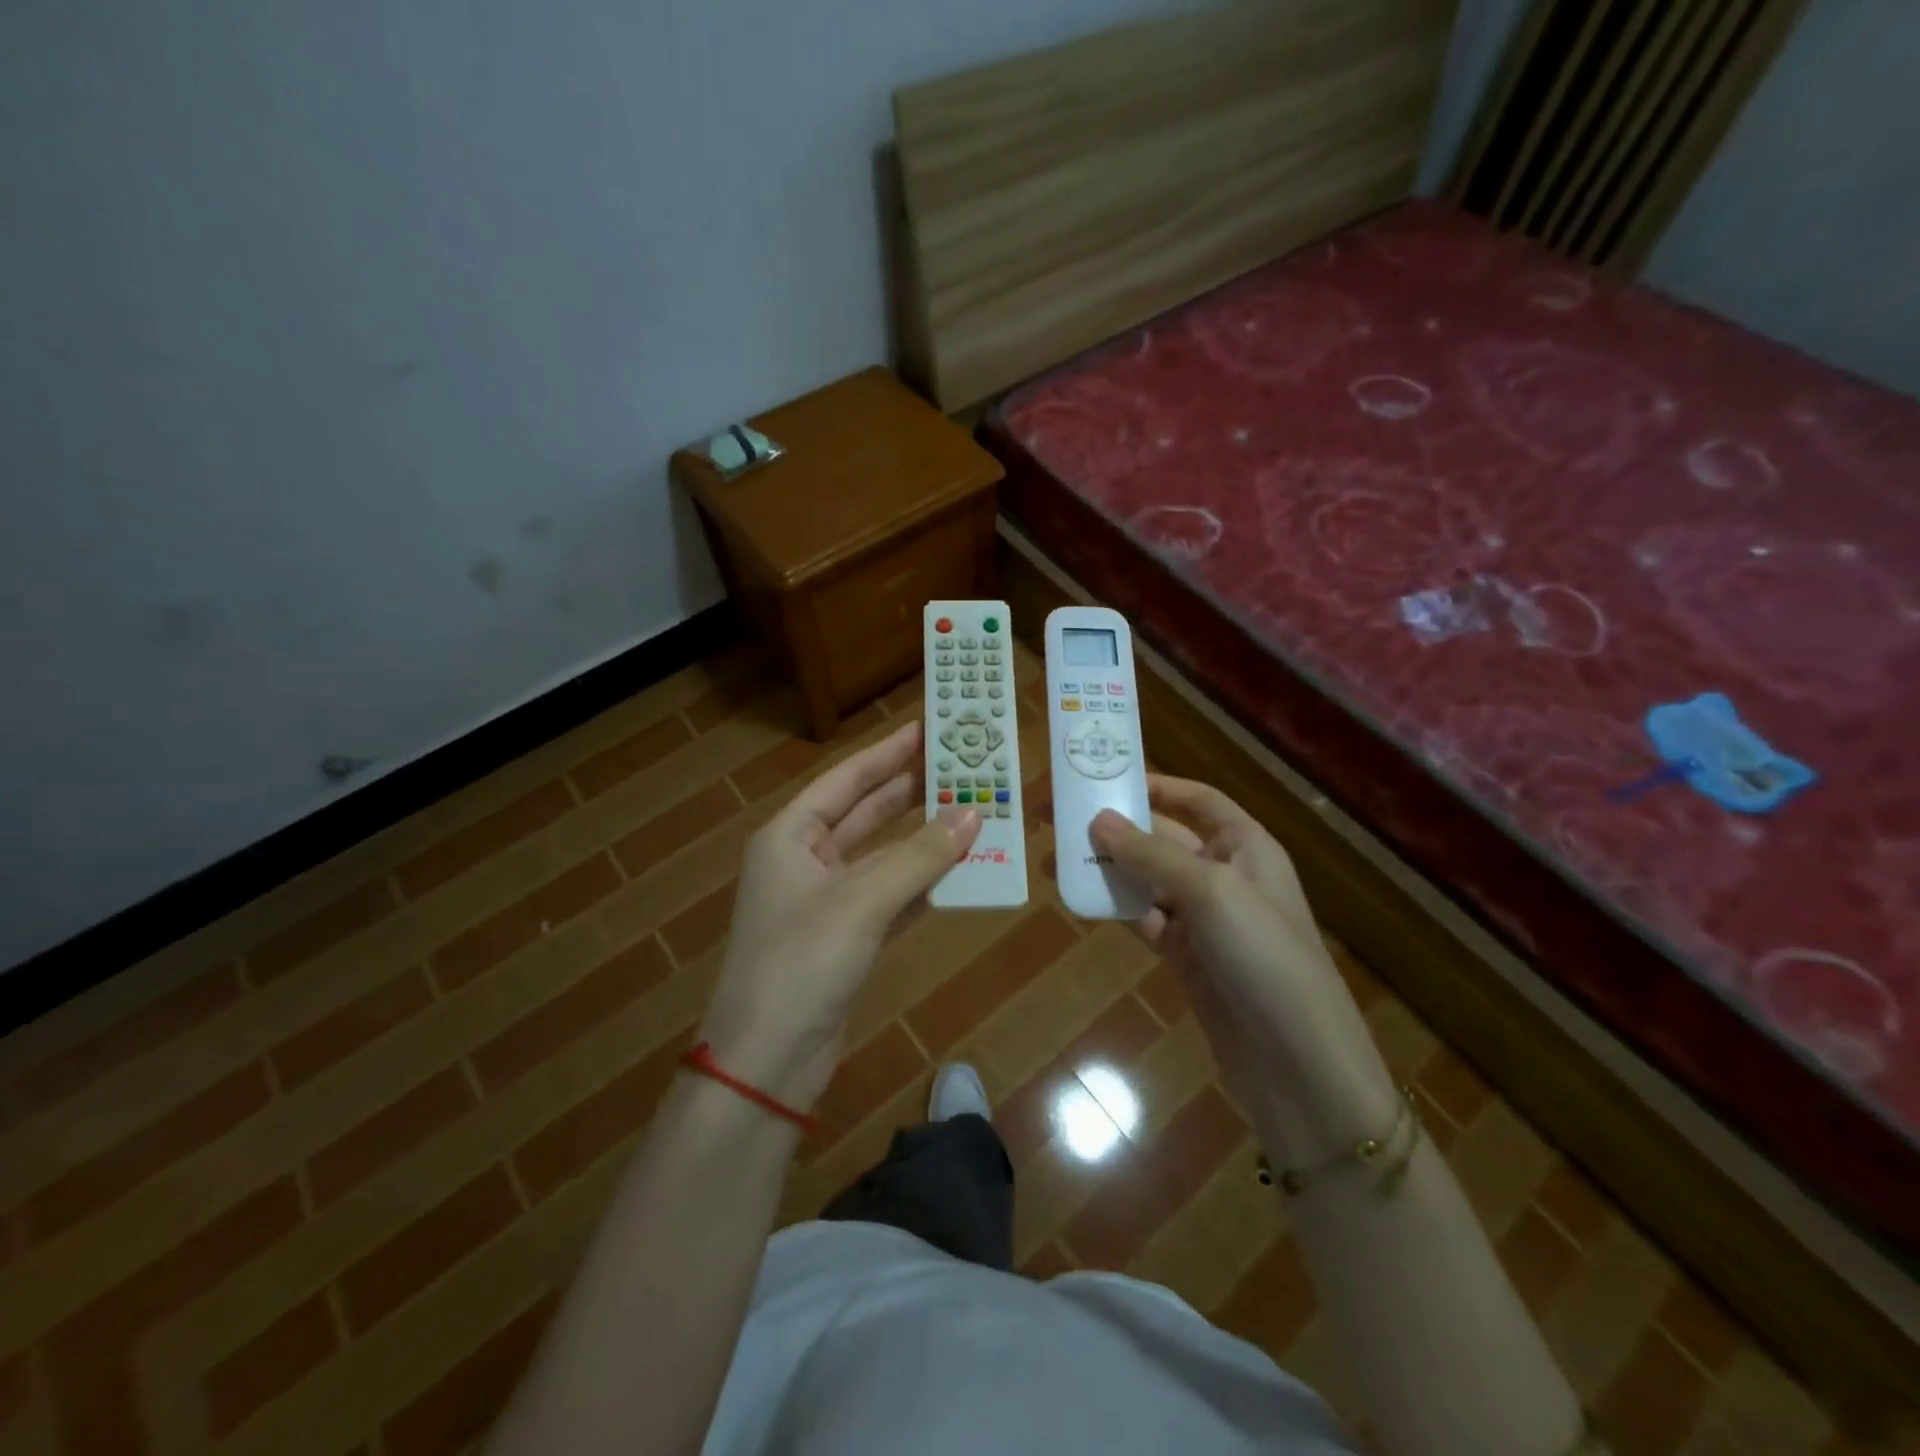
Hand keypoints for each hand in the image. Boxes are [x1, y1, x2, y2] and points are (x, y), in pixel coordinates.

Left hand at [699, 720, 980, 1111]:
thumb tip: (974, 813)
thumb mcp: (863, 900)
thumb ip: (920, 856)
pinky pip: (891, 897)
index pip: (844, 781)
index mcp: (790, 837)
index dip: (885, 754)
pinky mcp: (846, 939)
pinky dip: (921, 884)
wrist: (767, 1061)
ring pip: (882, 857)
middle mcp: (805, 862)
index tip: (925, 730)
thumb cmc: (802, 961)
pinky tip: (957, 870)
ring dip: (921, 839)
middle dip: (909, 792)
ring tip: (970, 812)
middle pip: (864, 814)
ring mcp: (826, 903)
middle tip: (958, 766)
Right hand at [1090, 776, 1396, 1161]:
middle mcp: (1225, 875)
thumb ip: (1151, 854)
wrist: (1296, 1063)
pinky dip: (1114, 909)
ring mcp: (1205, 920)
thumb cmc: (1263, 955)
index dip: (1156, 786)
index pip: (1198, 801)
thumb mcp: (1210, 892)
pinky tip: (1077, 899)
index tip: (1104, 779)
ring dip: (1105, 869)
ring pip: (1147, 881)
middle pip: (1163, 838)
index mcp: (1246, 847)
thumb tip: (1098, 820)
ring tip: (1054, 858)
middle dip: (1116, 828)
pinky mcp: (1188, 958)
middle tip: (1058, 818)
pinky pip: (1144, 920)